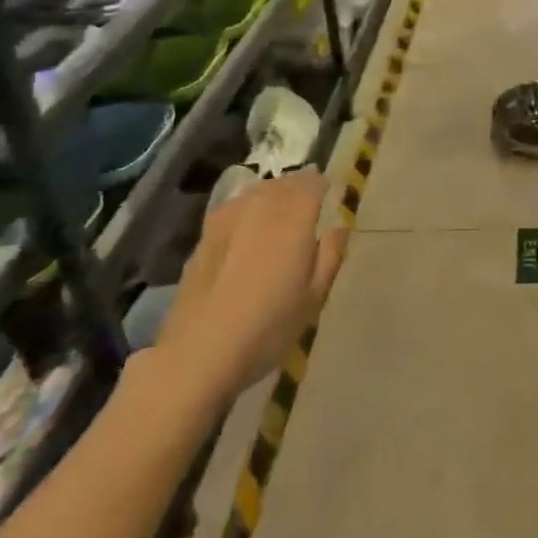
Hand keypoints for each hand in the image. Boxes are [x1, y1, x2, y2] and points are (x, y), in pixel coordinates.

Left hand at [150, 171, 346, 417]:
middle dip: (299, 185)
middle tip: (311, 198)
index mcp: (293, 218)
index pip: (312, 183)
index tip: (332, 192)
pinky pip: (235, 207)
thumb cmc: (269, 326)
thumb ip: (330, 255)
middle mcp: (260, 207)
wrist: (199, 353)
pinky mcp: (205, 236)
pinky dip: (249, 206)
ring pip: (257, 191)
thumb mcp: (314, 296)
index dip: (323, 184)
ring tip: (282, 208)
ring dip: (274, 192)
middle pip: (283, 183)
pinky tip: (250, 225)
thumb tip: (338, 227)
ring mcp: (228, 219)